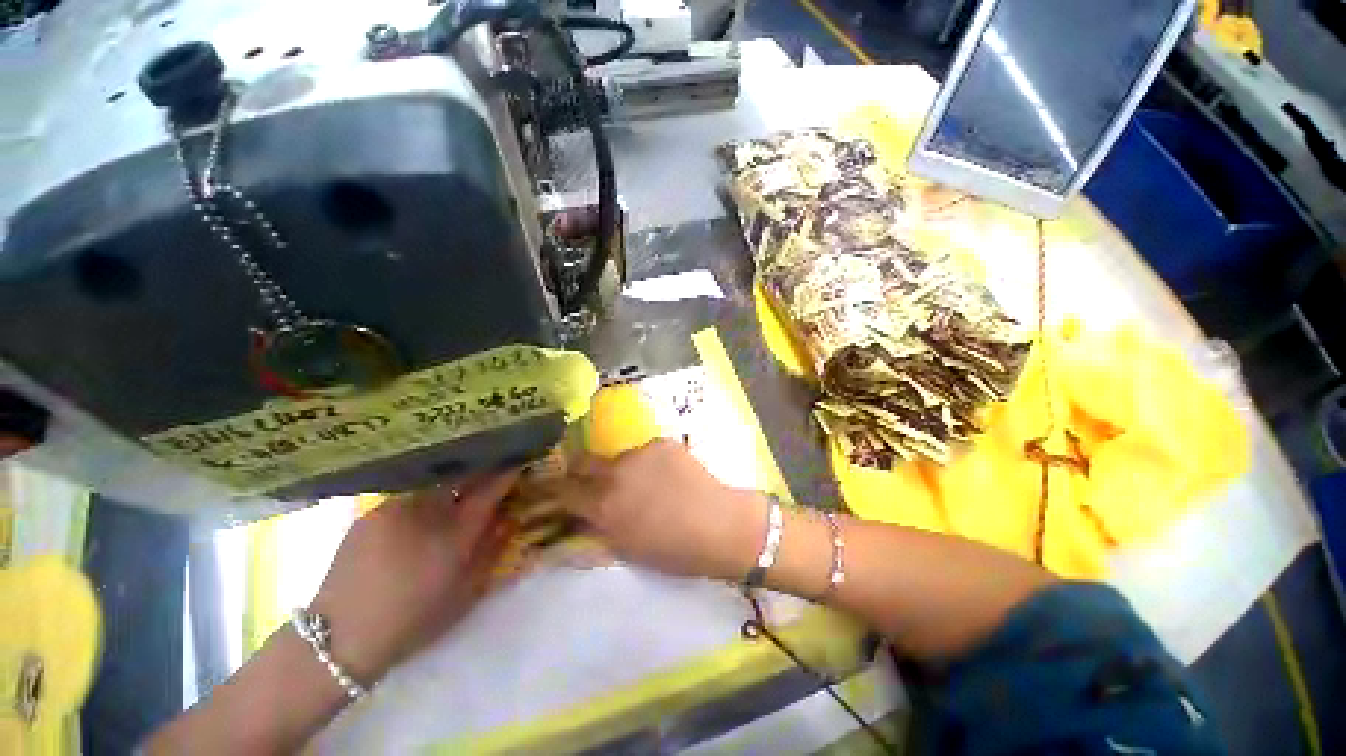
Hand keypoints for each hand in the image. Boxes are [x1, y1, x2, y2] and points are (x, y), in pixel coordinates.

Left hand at [309, 471, 517, 684]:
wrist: (340, 637)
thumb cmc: (413, 620)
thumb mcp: (466, 593)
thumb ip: (492, 550)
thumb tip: (509, 518)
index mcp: (455, 533)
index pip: (490, 488)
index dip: (508, 471)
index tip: (520, 460)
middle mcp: (427, 510)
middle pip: (463, 474)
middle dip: (482, 468)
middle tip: (493, 467)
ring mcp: (395, 508)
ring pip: (435, 482)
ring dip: (453, 482)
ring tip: (459, 487)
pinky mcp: (371, 513)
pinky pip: (408, 494)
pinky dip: (425, 495)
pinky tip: (422, 510)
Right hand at [552, 440, 765, 580]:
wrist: (720, 525)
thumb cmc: (673, 551)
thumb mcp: (626, 549)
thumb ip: (599, 527)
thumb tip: (581, 516)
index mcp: (604, 505)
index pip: (563, 490)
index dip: (555, 492)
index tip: (556, 492)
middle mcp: (616, 472)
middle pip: (582, 461)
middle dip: (580, 471)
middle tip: (591, 480)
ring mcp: (640, 452)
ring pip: (618, 457)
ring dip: (622, 469)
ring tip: (646, 483)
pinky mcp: (662, 442)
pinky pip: (646, 451)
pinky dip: (649, 463)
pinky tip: (668, 476)